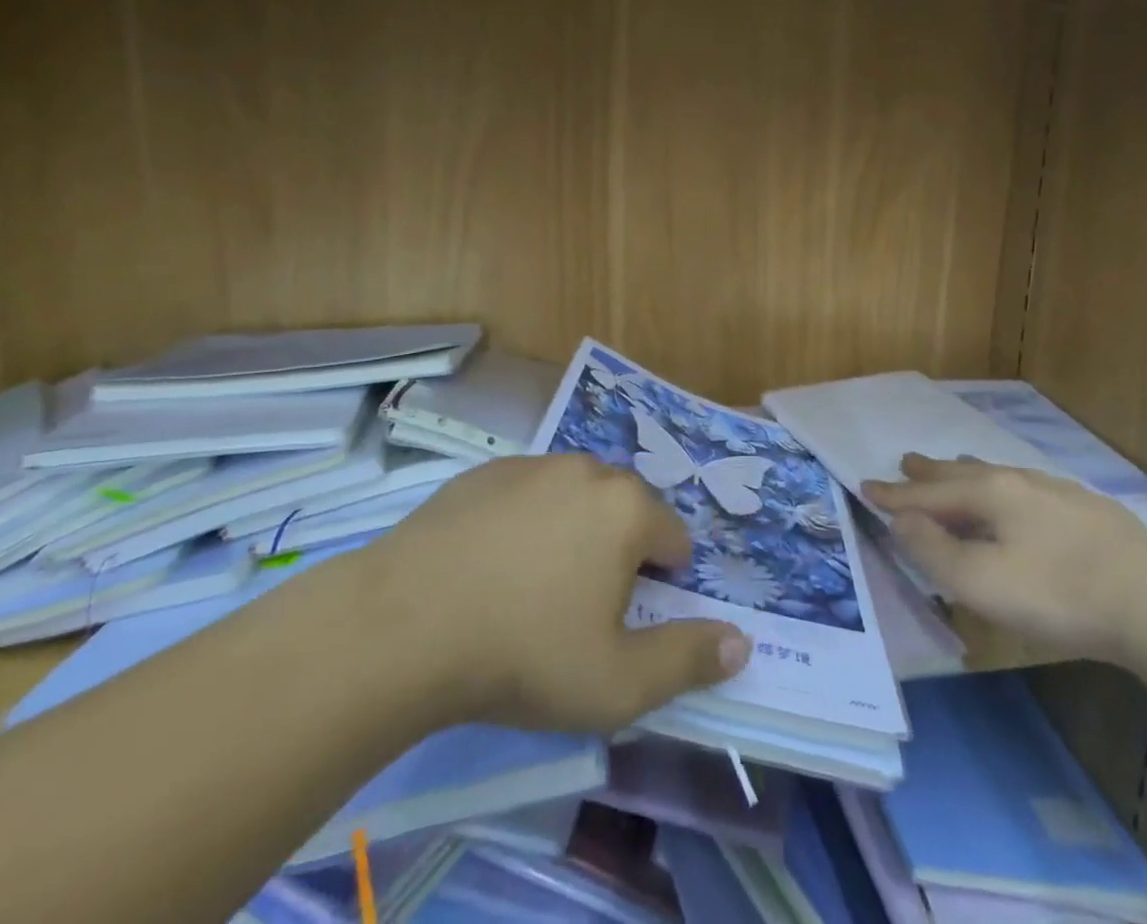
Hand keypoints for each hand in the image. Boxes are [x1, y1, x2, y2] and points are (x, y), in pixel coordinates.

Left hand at [354, 454, 749, 733]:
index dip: (662, 585)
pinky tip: (492, 567)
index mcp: (627, 508)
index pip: (674, 539)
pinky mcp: (484, 472)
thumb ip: (688, 659)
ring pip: (575, 498)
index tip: (624, 622)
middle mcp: (587, 470)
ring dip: (573, 533)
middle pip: (626, 511)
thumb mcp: (618, 683)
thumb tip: (743, 641)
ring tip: (534, 587)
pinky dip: (526, 522)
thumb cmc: (523, 653)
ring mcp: (532, 464)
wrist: (403, 624)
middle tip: (580, 609)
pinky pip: (527, 495)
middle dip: (619, 553)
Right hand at [864, 455, 1146, 665]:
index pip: (930, 494)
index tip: (866, 486)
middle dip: (931, 473)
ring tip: (957, 467)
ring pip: (1001, 475)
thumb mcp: (981, 583)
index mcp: (990, 494)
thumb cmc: (1056, 594)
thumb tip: (902, 521)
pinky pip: (1033, 488)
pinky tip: (1024, 496)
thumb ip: (933, 551)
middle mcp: (1020, 482)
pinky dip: (1009, 487)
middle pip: (964, 474)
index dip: (896, 495)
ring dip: (970, 473)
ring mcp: (1058, 493)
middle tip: (907, 461)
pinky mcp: (1090, 511)